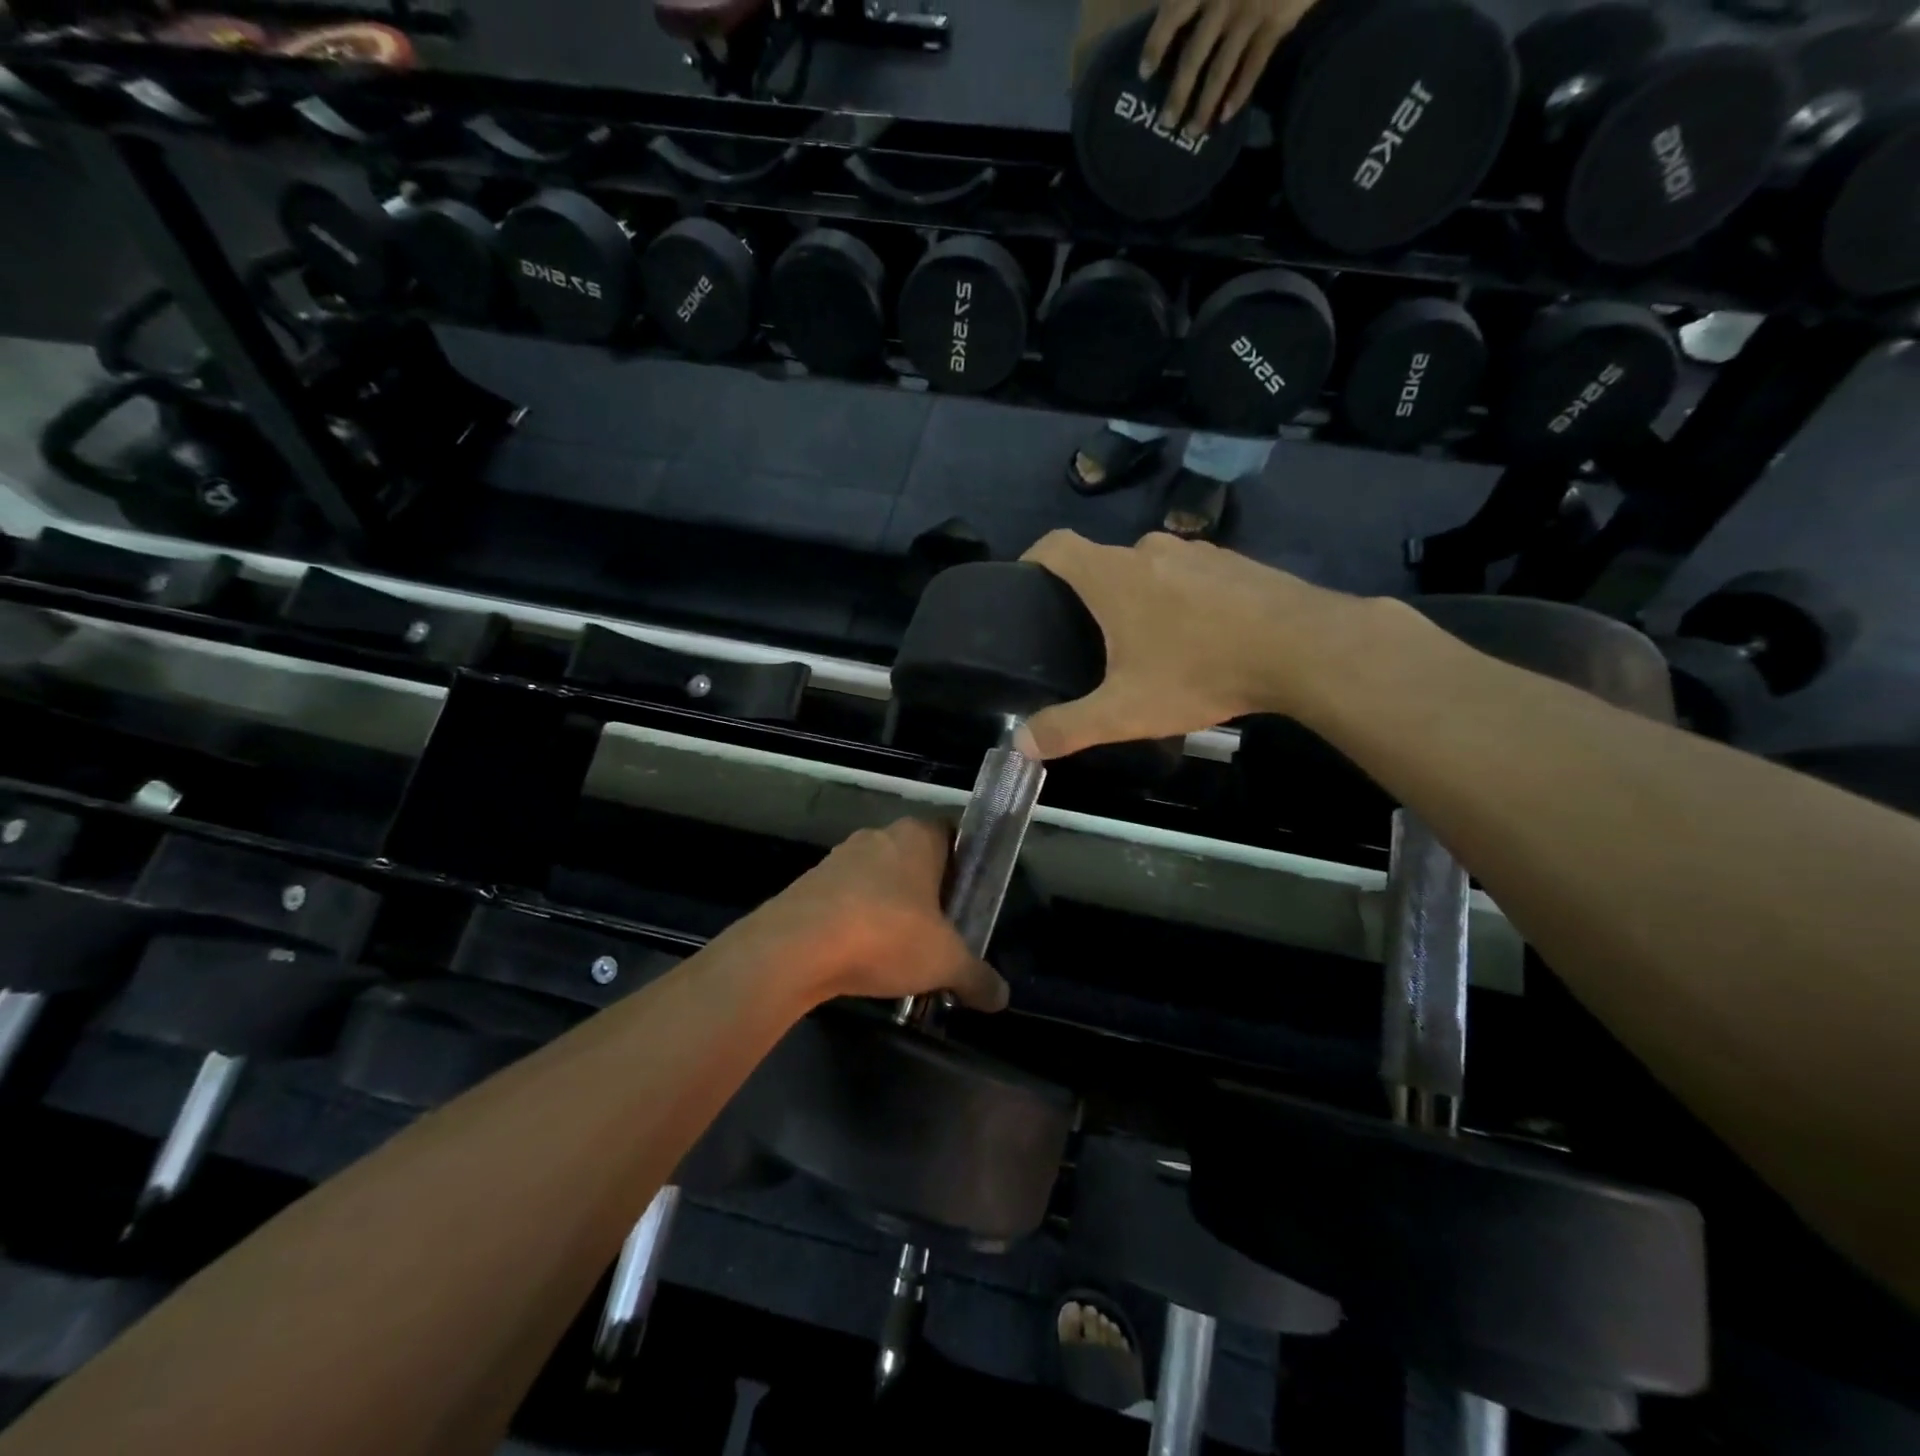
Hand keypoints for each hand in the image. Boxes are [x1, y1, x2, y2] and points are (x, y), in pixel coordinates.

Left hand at [739, 818, 1008, 1011]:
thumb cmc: (886, 935)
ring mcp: (838, 858)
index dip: (963, 863)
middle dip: (927, 890)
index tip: (970, 897)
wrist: (795, 948)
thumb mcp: (945, 962)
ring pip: (876, 878)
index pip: (951, 833)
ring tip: (900, 950)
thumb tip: (1002, 997)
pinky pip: (845, 899)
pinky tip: (861, 956)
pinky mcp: (808, 885)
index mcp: (917, 836)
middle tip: (942, 929)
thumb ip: (977, 977)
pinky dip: (856, 921)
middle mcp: (878, 836)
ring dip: (888, 906)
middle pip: (913, 857)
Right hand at [1018, 530, 1373, 759]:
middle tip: (1091, 639)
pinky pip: (1192, 575)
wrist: (1303, 648)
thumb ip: (1068, 728)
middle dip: (1092, 594)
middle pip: (1104, 561)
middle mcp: (1150, 550)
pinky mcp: (1236, 563)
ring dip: (1141, 596)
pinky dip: (1183, 598)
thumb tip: (1020, 744)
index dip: (1032, 560)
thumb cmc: (1199, 671)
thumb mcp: (1125, 712)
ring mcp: (1198, 551)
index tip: (1026, 586)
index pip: (1055, 546)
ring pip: (1151, 568)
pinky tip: (1199, 637)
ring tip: (1148, 643)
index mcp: (1113, 575)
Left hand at [1144, 0, 1318, 135]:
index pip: (1172, 14)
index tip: (1144, 73)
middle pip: (1192, 57)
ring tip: (1192, 132)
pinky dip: (1239, 93)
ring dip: (1204, 106)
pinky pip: (1253, 67)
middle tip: (1165, 124)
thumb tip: (1176, 4)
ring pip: (1220, 71)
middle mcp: (1223, 0)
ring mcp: (1250, 14)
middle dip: (1177, 95)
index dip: (1156, 45)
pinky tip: (1226, 116)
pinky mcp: (1276, 23)